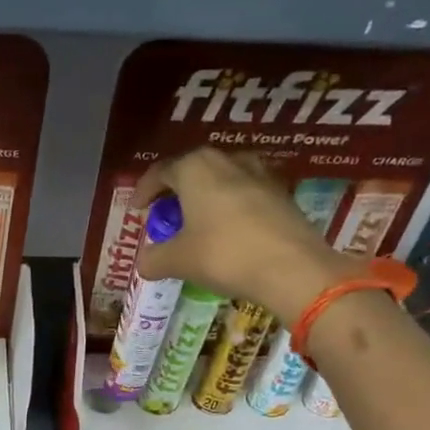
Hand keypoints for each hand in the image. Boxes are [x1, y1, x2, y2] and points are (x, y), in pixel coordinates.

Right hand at [132, 147, 361, 325]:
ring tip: (198, 223)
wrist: (292, 268)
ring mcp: (260, 174)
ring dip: (206, 198)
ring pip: (222, 180)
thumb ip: (154, 258)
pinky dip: (230, 209)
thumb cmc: (224, 255)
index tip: (137, 210)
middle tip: (166, 217)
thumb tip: (144, 262)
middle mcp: (228, 160)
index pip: (160, 172)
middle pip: (193, 171)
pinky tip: (228, 233)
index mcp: (195, 168)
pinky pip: (245, 195)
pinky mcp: (282, 194)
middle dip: (176, 193)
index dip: (144, 191)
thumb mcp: (177, 261)